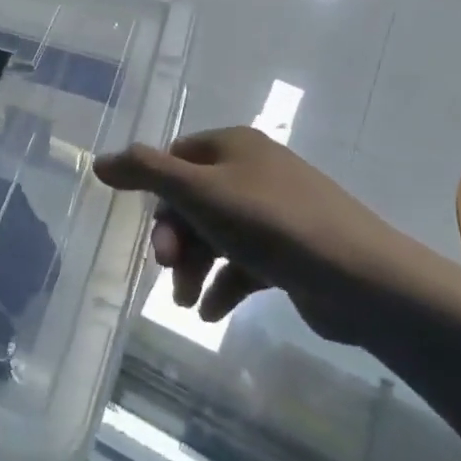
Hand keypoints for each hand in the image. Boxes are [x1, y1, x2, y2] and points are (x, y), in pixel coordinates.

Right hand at [93, 127, 454, 344]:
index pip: (176, 158)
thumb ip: (144, 172)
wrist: (361, 279)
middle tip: (169, 269)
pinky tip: (213, 314)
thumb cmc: (270, 224)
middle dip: (176, 239)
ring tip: (186, 303)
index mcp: (234, 146)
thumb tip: (99, 162)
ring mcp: (276, 213)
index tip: (151, 230)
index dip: (156, 192)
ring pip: (216, 235)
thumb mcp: (197, 191)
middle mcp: (254, 172)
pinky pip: (244, 264)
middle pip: (193, 200)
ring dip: (195, 268)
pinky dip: (224, 286)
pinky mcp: (291, 252)